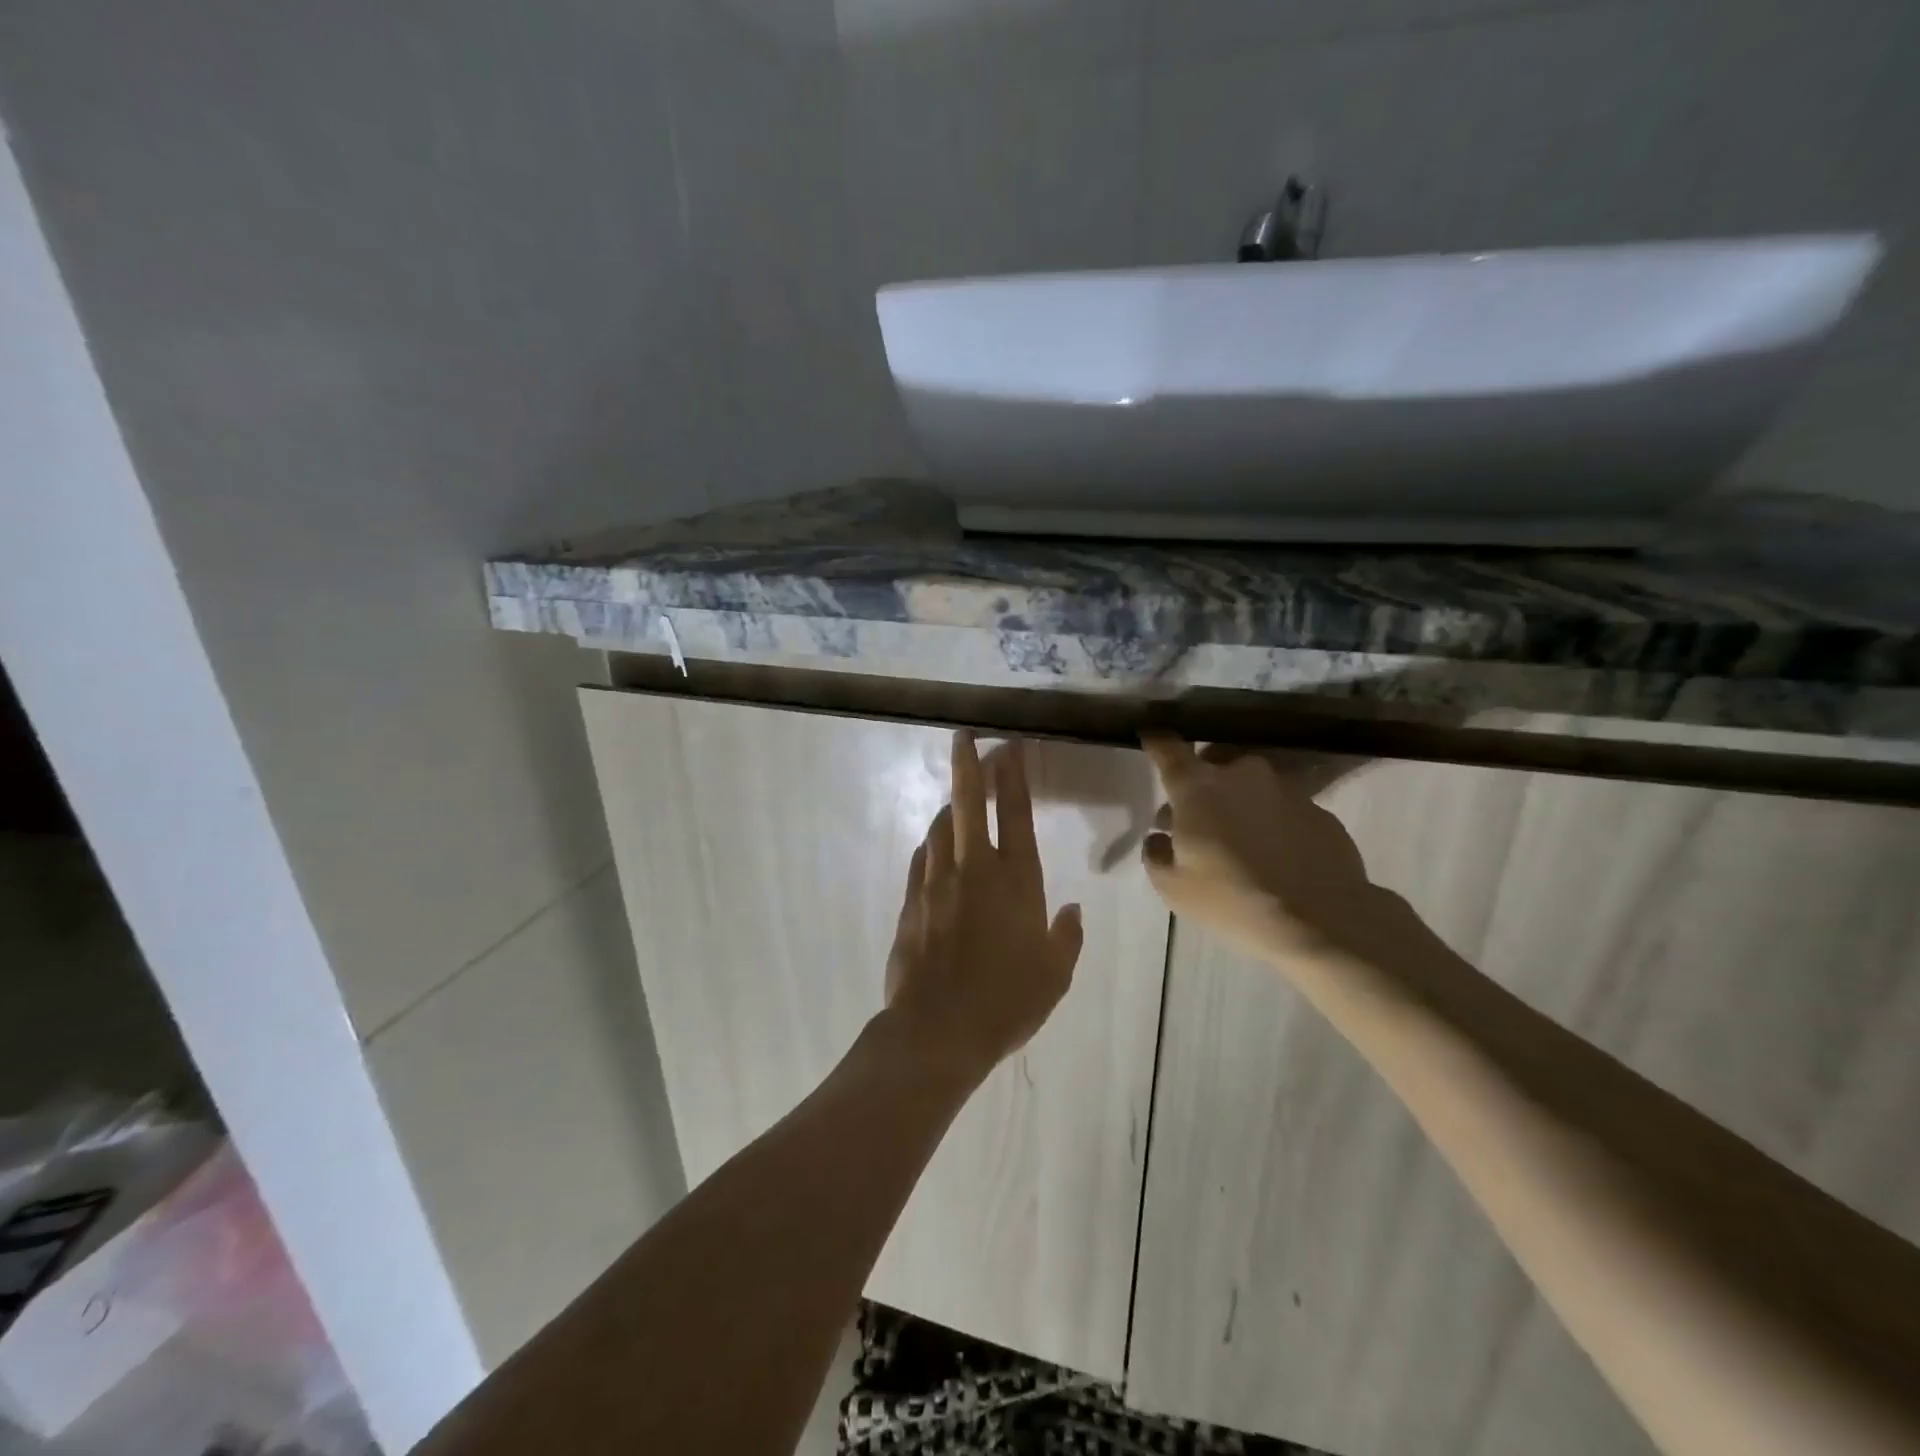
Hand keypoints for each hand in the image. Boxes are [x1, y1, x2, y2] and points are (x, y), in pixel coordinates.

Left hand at [883, 732, 1084, 1079]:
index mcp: (1016, 881)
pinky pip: (921, 860)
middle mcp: (974, 870)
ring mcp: (936, 883)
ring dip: (949, 806)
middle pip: (968, 804)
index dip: (1012, 776)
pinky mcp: (910, 903)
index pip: (1014, 813)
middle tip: (963, 736)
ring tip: (956, 797)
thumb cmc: (1007, 1002)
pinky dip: (930, 845)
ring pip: (940, 828)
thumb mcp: (1055, 975)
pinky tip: (933, 845)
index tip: (1008, 746)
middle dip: (967, 765)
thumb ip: (1067, 937)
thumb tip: (1073, 910)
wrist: (937, 1030)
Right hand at [1138, 734, 1414, 968]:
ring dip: (1239, 801)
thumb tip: (1159, 837)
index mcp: (1198, 787)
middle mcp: (1242, 774)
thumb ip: (1157, 855)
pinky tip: (1274, 854)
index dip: (1156, 741)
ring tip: (1238, 837)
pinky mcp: (1319, 810)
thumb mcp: (1174, 888)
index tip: (1149, 735)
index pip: (1169, 749)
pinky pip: (1283, 808)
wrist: (1321, 920)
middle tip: (1195, 814)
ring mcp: (1286, 789)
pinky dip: (1272, 821)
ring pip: (1252, 784)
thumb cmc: (1232, 899)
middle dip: (1201, 780)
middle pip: (1214, 762)